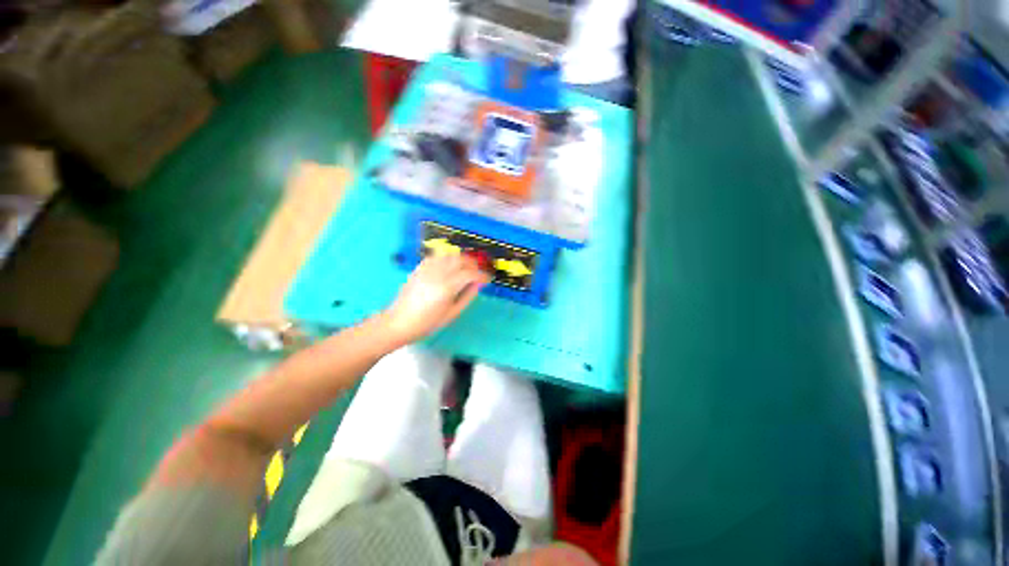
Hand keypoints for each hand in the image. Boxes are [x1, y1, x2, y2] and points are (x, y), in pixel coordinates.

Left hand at [380, 255, 488, 345]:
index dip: (482, 275)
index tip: (487, 279)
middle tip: (478, 272)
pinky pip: (436, 257)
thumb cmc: (428, 322)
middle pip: (461, 259)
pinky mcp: (419, 268)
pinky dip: (447, 258)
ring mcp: (427, 269)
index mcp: (448, 287)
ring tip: (466, 267)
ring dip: (461, 259)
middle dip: (473, 264)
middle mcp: (438, 274)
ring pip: (449, 255)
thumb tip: (478, 284)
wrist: (399, 322)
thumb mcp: (452, 313)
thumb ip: (468, 296)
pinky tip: (449, 265)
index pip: (470, 274)